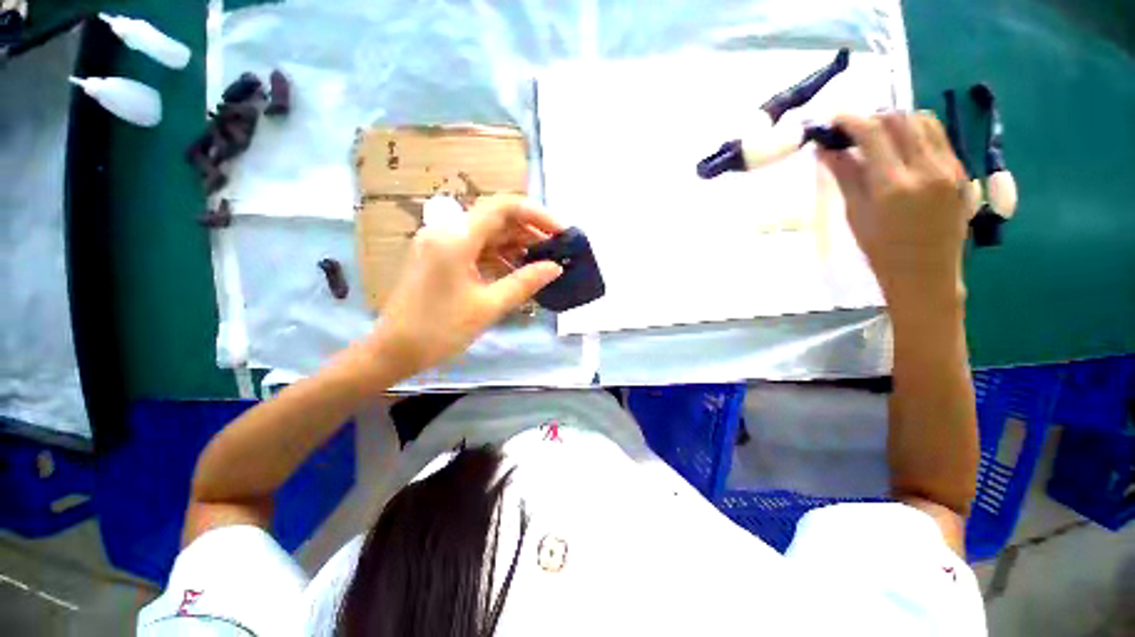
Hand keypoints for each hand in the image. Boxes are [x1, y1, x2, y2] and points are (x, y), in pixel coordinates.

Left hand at [368, 195, 563, 376]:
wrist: (392, 350)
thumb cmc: (439, 330)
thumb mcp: (488, 307)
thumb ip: (525, 282)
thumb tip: (555, 267)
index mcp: (455, 238)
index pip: (503, 207)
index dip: (537, 214)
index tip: (561, 232)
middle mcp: (446, 231)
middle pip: (496, 219)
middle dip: (529, 232)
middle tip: (556, 251)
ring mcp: (441, 244)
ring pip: (487, 234)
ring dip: (516, 245)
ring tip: (542, 263)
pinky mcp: (440, 258)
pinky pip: (476, 249)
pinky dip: (499, 257)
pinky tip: (517, 272)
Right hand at [819, 112, 968, 312]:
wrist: (926, 274)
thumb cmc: (881, 251)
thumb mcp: (856, 215)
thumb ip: (845, 176)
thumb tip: (827, 150)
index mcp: (894, 186)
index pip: (874, 133)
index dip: (852, 120)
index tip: (835, 120)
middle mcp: (927, 170)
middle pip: (901, 120)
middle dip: (874, 117)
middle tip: (855, 129)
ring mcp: (950, 169)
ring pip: (924, 122)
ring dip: (898, 122)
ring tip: (879, 136)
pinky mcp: (962, 171)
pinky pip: (938, 138)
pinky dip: (916, 134)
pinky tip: (902, 149)